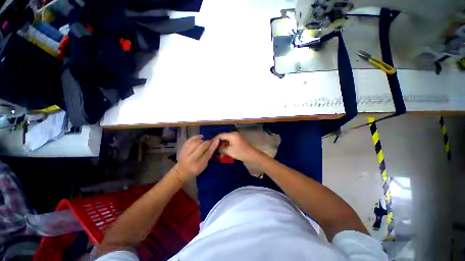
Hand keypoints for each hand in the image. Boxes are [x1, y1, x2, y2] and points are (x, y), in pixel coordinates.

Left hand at [177, 135, 218, 180]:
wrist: (182, 171)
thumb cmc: (196, 169)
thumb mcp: (204, 165)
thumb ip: (208, 155)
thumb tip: (214, 144)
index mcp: (198, 165)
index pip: (207, 153)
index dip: (213, 146)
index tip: (217, 140)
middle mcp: (191, 159)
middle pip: (201, 147)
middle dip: (207, 142)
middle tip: (210, 141)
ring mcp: (185, 153)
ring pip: (195, 143)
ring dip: (202, 140)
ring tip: (204, 141)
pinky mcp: (182, 149)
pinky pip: (189, 140)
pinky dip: (196, 137)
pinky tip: (200, 137)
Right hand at [215, 132, 259, 161]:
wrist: (252, 155)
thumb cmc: (241, 152)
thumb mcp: (229, 151)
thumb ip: (221, 148)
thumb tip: (217, 146)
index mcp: (232, 135)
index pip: (220, 135)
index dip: (215, 140)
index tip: (210, 145)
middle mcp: (234, 134)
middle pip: (224, 137)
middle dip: (219, 144)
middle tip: (214, 149)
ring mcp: (237, 137)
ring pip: (227, 141)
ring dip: (223, 146)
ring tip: (220, 153)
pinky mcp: (239, 141)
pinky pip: (231, 142)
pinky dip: (228, 147)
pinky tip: (225, 152)